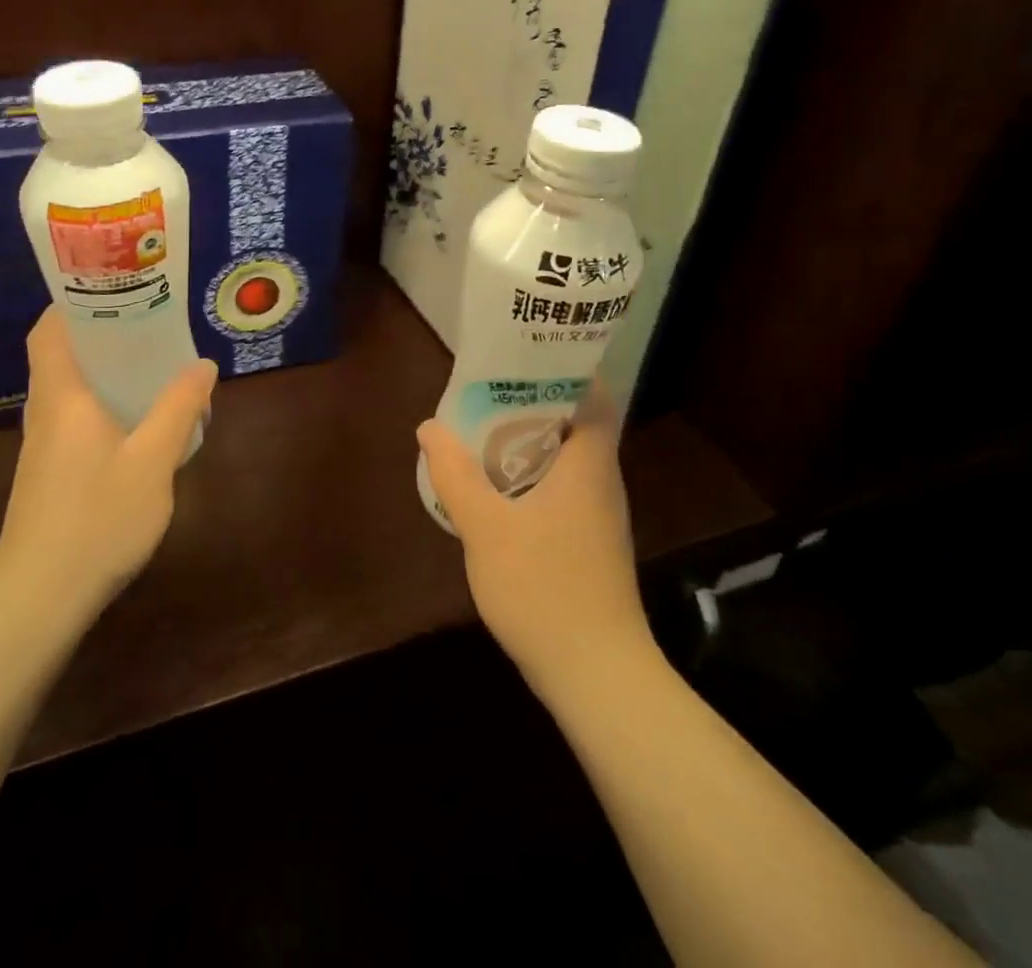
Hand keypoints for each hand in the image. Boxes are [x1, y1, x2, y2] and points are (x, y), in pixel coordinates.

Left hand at [0, 307, 216, 623]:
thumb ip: (178, 409)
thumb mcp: (152, 461)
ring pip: (67, 391)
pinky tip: (134, 424)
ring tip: (148, 366)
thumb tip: (201, 365)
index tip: (110, 288)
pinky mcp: (46, 475)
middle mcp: (45, 413)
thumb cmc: (97, 519)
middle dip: (99, 334)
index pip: (48, 332)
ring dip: (102, 372)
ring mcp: (41, 447)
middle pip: (60, 357)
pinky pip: (72, 419)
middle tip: (147, 322)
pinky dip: (100, 405)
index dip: (71, 303)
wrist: (39, 598)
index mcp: (62, 397)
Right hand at [417, 386, 659, 703]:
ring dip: (531, 441)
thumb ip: (456, 474)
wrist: (596, 675)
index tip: (529, 355)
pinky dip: (533, 476)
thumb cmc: (545, 588)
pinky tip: (498, 488)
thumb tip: (430, 426)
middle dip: (536, 402)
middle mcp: (601, 483)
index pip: (596, 397)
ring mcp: (598, 517)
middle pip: (577, 424)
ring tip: (485, 429)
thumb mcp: (486, 527)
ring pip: (568, 460)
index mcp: (588, 465)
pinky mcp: (590, 545)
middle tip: (490, 388)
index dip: (569, 370)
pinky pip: (562, 490)